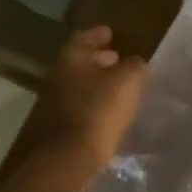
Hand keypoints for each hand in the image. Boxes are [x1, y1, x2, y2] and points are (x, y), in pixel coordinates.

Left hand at [11, 26, 147, 191]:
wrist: (69, 158)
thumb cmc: (98, 111)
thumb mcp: (127, 82)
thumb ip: (134, 67)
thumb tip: (136, 64)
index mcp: (71, 59)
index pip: (84, 37)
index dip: (99, 35)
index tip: (111, 33)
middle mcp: (58, 76)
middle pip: (80, 62)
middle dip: (99, 59)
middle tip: (118, 59)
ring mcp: (55, 102)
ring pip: (80, 85)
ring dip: (97, 83)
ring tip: (119, 87)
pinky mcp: (59, 126)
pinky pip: (80, 106)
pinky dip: (95, 103)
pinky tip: (111, 110)